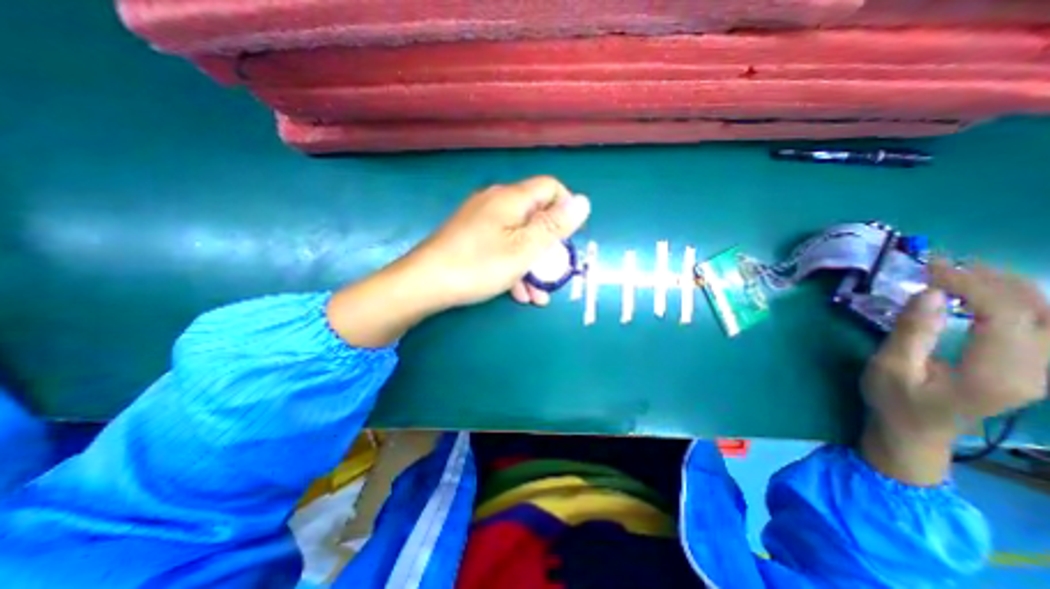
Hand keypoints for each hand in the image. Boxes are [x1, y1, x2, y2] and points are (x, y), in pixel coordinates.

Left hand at [407, 174, 587, 308]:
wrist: (425, 283)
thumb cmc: (479, 265)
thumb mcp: (524, 249)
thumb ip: (555, 226)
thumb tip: (583, 201)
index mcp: (511, 198)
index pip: (551, 188)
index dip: (565, 210)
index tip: (568, 238)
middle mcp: (496, 202)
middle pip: (535, 216)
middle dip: (549, 247)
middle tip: (554, 274)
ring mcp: (481, 220)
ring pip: (518, 236)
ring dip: (532, 264)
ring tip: (538, 294)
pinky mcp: (471, 237)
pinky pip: (501, 246)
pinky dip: (513, 266)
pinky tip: (518, 292)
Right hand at [861, 259, 1048, 483]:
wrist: (916, 431)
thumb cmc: (895, 400)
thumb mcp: (891, 367)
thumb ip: (912, 331)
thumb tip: (928, 292)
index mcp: (996, 373)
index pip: (1005, 315)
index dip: (971, 285)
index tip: (928, 268)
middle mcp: (1036, 370)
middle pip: (1039, 312)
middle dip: (993, 280)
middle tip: (944, 265)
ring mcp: (1040, 370)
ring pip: (1048, 315)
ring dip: (1007, 287)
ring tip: (961, 272)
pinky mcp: (1031, 366)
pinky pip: (1040, 324)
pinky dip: (1013, 301)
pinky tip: (981, 293)